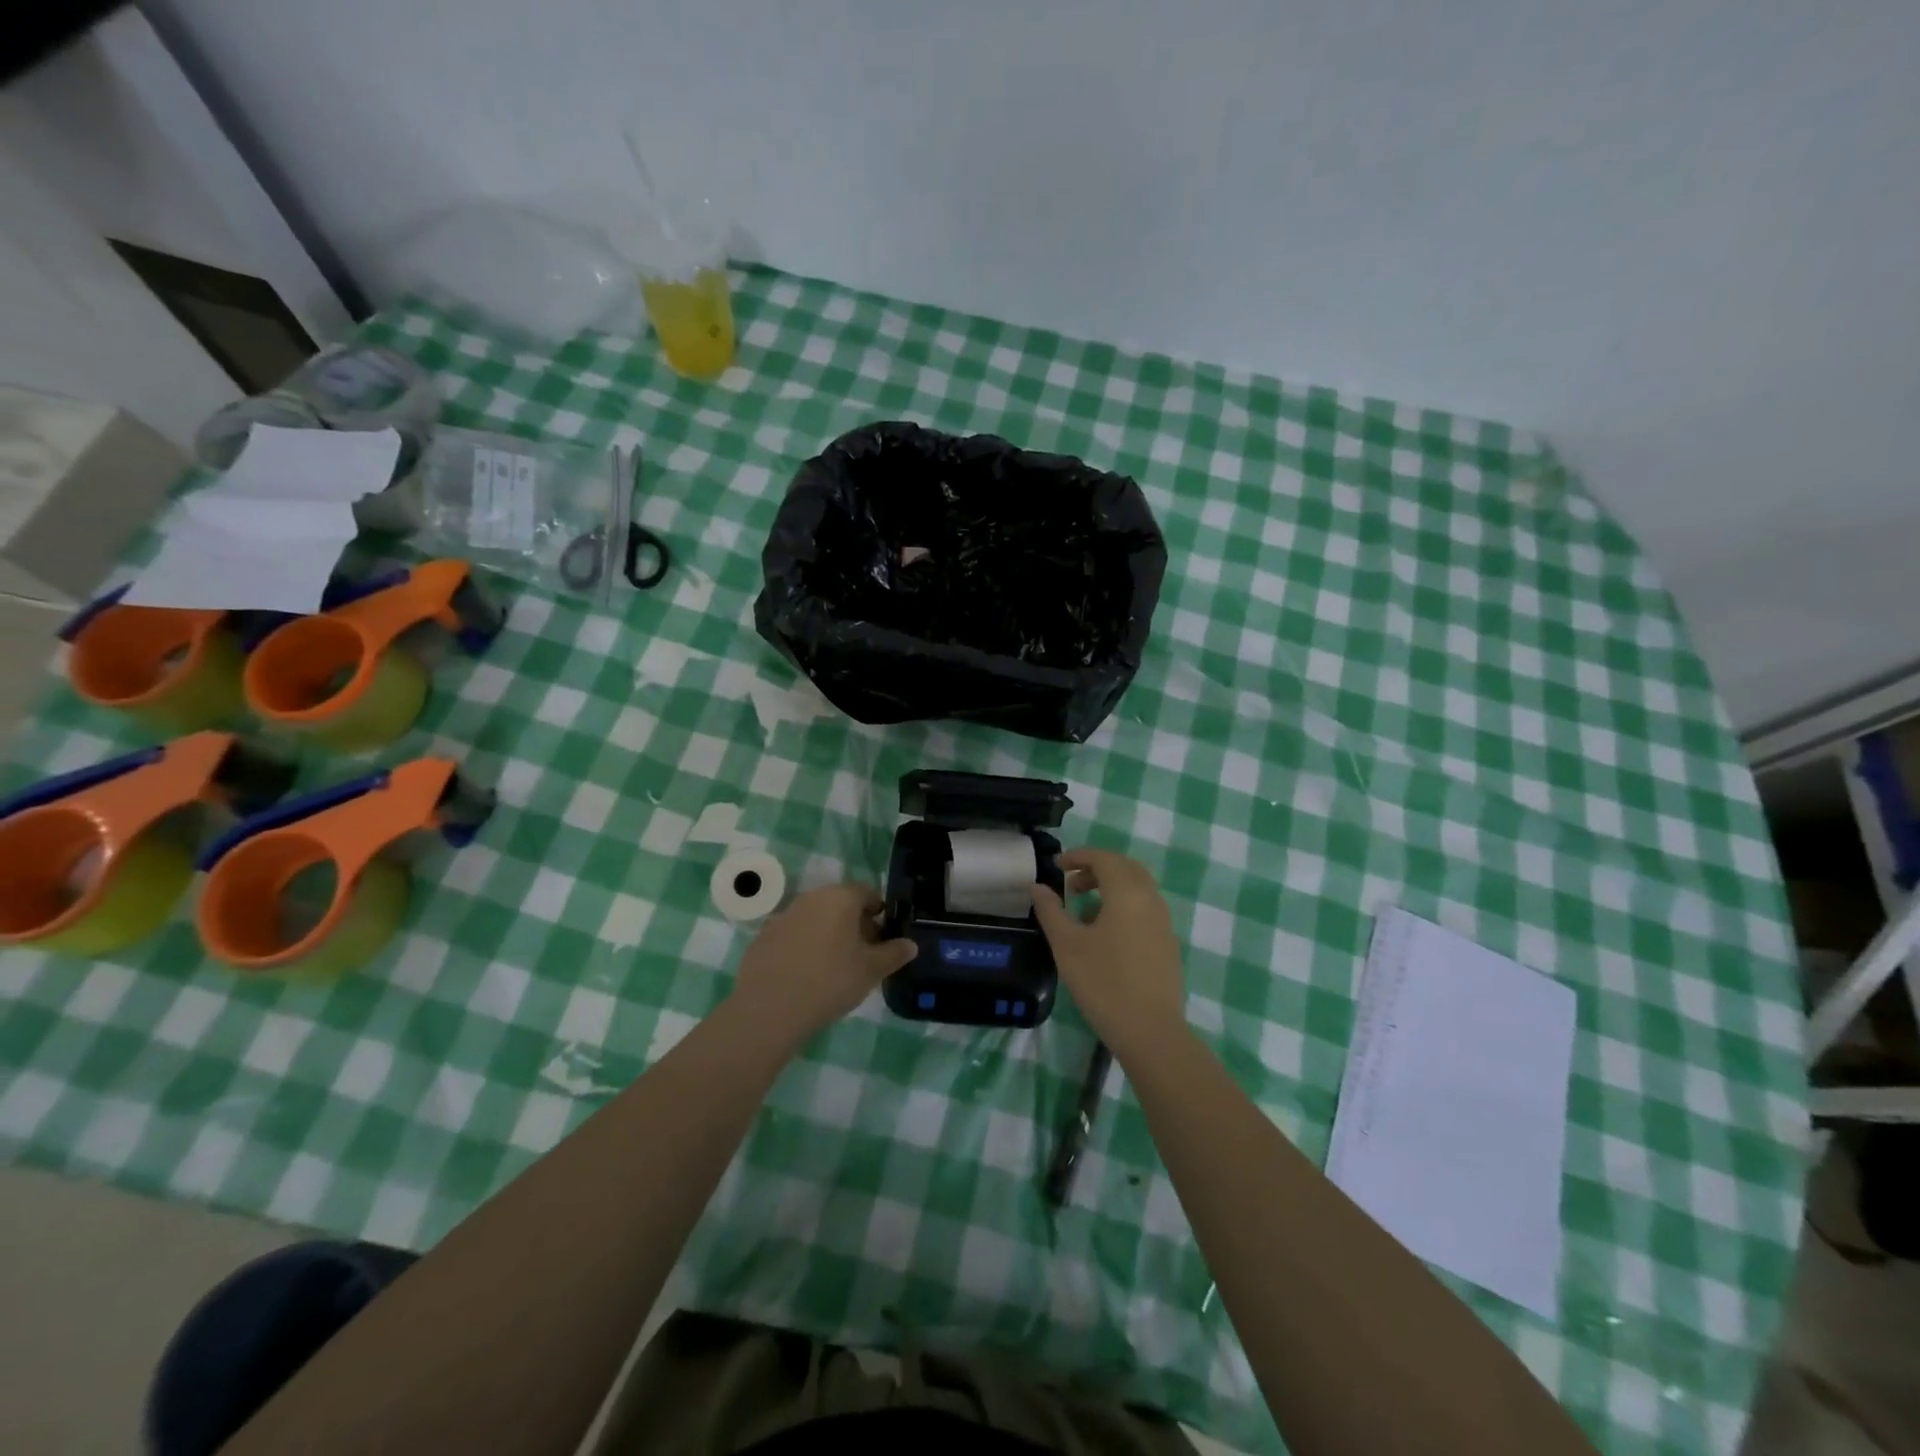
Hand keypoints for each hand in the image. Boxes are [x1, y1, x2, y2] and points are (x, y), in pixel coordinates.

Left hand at [729, 883, 916, 1043]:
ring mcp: (784, 916)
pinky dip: (805, 947)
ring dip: (829, 935)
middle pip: (840, 904)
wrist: (770, 1009)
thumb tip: (910, 944)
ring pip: (816, 919)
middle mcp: (811, 898)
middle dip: (855, 924)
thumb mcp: (871, 970)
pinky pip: (794, 935)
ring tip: (836, 967)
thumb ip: (894, 954)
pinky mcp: (764, 937)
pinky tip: (807, 975)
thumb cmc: (830, 981)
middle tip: (864, 954)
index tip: (884, 937)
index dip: (880, 913)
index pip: (867, 892)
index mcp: (840, 897)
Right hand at [1031, 848, 1185, 1058]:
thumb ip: (1051, 911)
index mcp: (1128, 893)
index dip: (1079, 856)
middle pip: (1125, 868)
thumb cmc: (1104, 983)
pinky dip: (1124, 906)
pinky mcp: (1168, 944)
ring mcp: (1164, 922)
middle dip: (1096, 868)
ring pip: (1137, 889)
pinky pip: (1145, 909)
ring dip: (1110, 887)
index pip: (1104, 858)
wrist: (1151, 1032)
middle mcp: (1151, 900)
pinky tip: (1105, 934)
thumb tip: (1038, 887)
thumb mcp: (1067, 945)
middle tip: (1070, 883)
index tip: (1056, 865)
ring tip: (1083, 910)